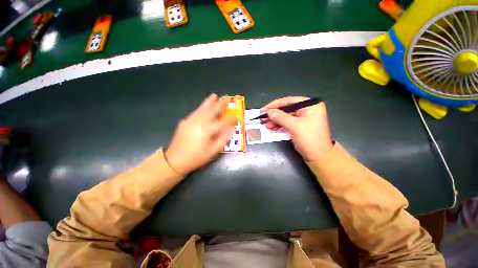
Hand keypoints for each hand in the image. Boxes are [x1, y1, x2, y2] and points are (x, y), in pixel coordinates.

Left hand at [165, 94, 236, 174]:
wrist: (175, 160)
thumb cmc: (196, 158)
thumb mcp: (212, 151)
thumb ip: (223, 139)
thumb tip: (231, 129)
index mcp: (207, 130)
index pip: (223, 122)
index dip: (231, 119)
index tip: (237, 117)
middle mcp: (199, 122)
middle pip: (212, 110)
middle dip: (220, 104)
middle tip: (226, 98)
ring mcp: (190, 121)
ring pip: (202, 109)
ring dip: (209, 102)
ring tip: (214, 96)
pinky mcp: (184, 122)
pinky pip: (195, 112)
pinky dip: (201, 108)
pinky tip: (204, 107)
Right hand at [263, 96, 332, 160]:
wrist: (318, 157)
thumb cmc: (310, 139)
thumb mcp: (295, 127)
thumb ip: (281, 117)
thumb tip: (268, 111)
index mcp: (310, 105)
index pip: (289, 101)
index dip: (275, 105)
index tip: (264, 109)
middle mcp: (307, 109)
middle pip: (286, 109)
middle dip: (274, 114)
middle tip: (263, 118)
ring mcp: (302, 118)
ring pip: (285, 116)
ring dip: (275, 121)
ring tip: (266, 125)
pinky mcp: (298, 126)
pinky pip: (286, 123)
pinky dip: (278, 125)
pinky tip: (271, 128)